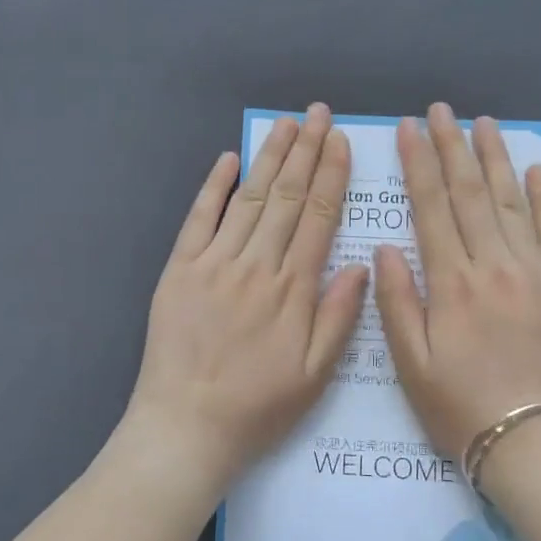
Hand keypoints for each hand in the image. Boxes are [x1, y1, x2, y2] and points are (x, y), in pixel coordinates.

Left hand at [126, 104, 369, 493]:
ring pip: (248, 199)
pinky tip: (228, 159)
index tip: (340, 142)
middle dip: (304, 151)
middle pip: (285, 197)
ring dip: (268, 158)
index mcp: (293, 289)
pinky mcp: (180, 270)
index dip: (330, 176)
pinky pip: (199, 219)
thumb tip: (360, 264)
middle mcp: (256, 265)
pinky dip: (214, 187)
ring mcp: (214, 263)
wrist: (186, 427)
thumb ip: (339, 316)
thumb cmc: (258, 407)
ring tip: (285, 124)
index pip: (318, 217)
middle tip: (317, 113)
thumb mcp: (316, 374)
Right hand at [373, 103, 540, 460]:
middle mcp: (494, 264)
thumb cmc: (459, 404)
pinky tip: (535, 168)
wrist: (532, 439)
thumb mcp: (409, 362)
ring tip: (483, 123)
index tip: (408, 129)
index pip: (430, 206)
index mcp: (451, 282)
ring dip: (495, 158)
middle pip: (469, 192)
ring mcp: (535, 270)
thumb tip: (385, 248)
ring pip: (512, 200)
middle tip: (441, 111)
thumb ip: (396, 301)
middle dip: (452, 146)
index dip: (418, 163)